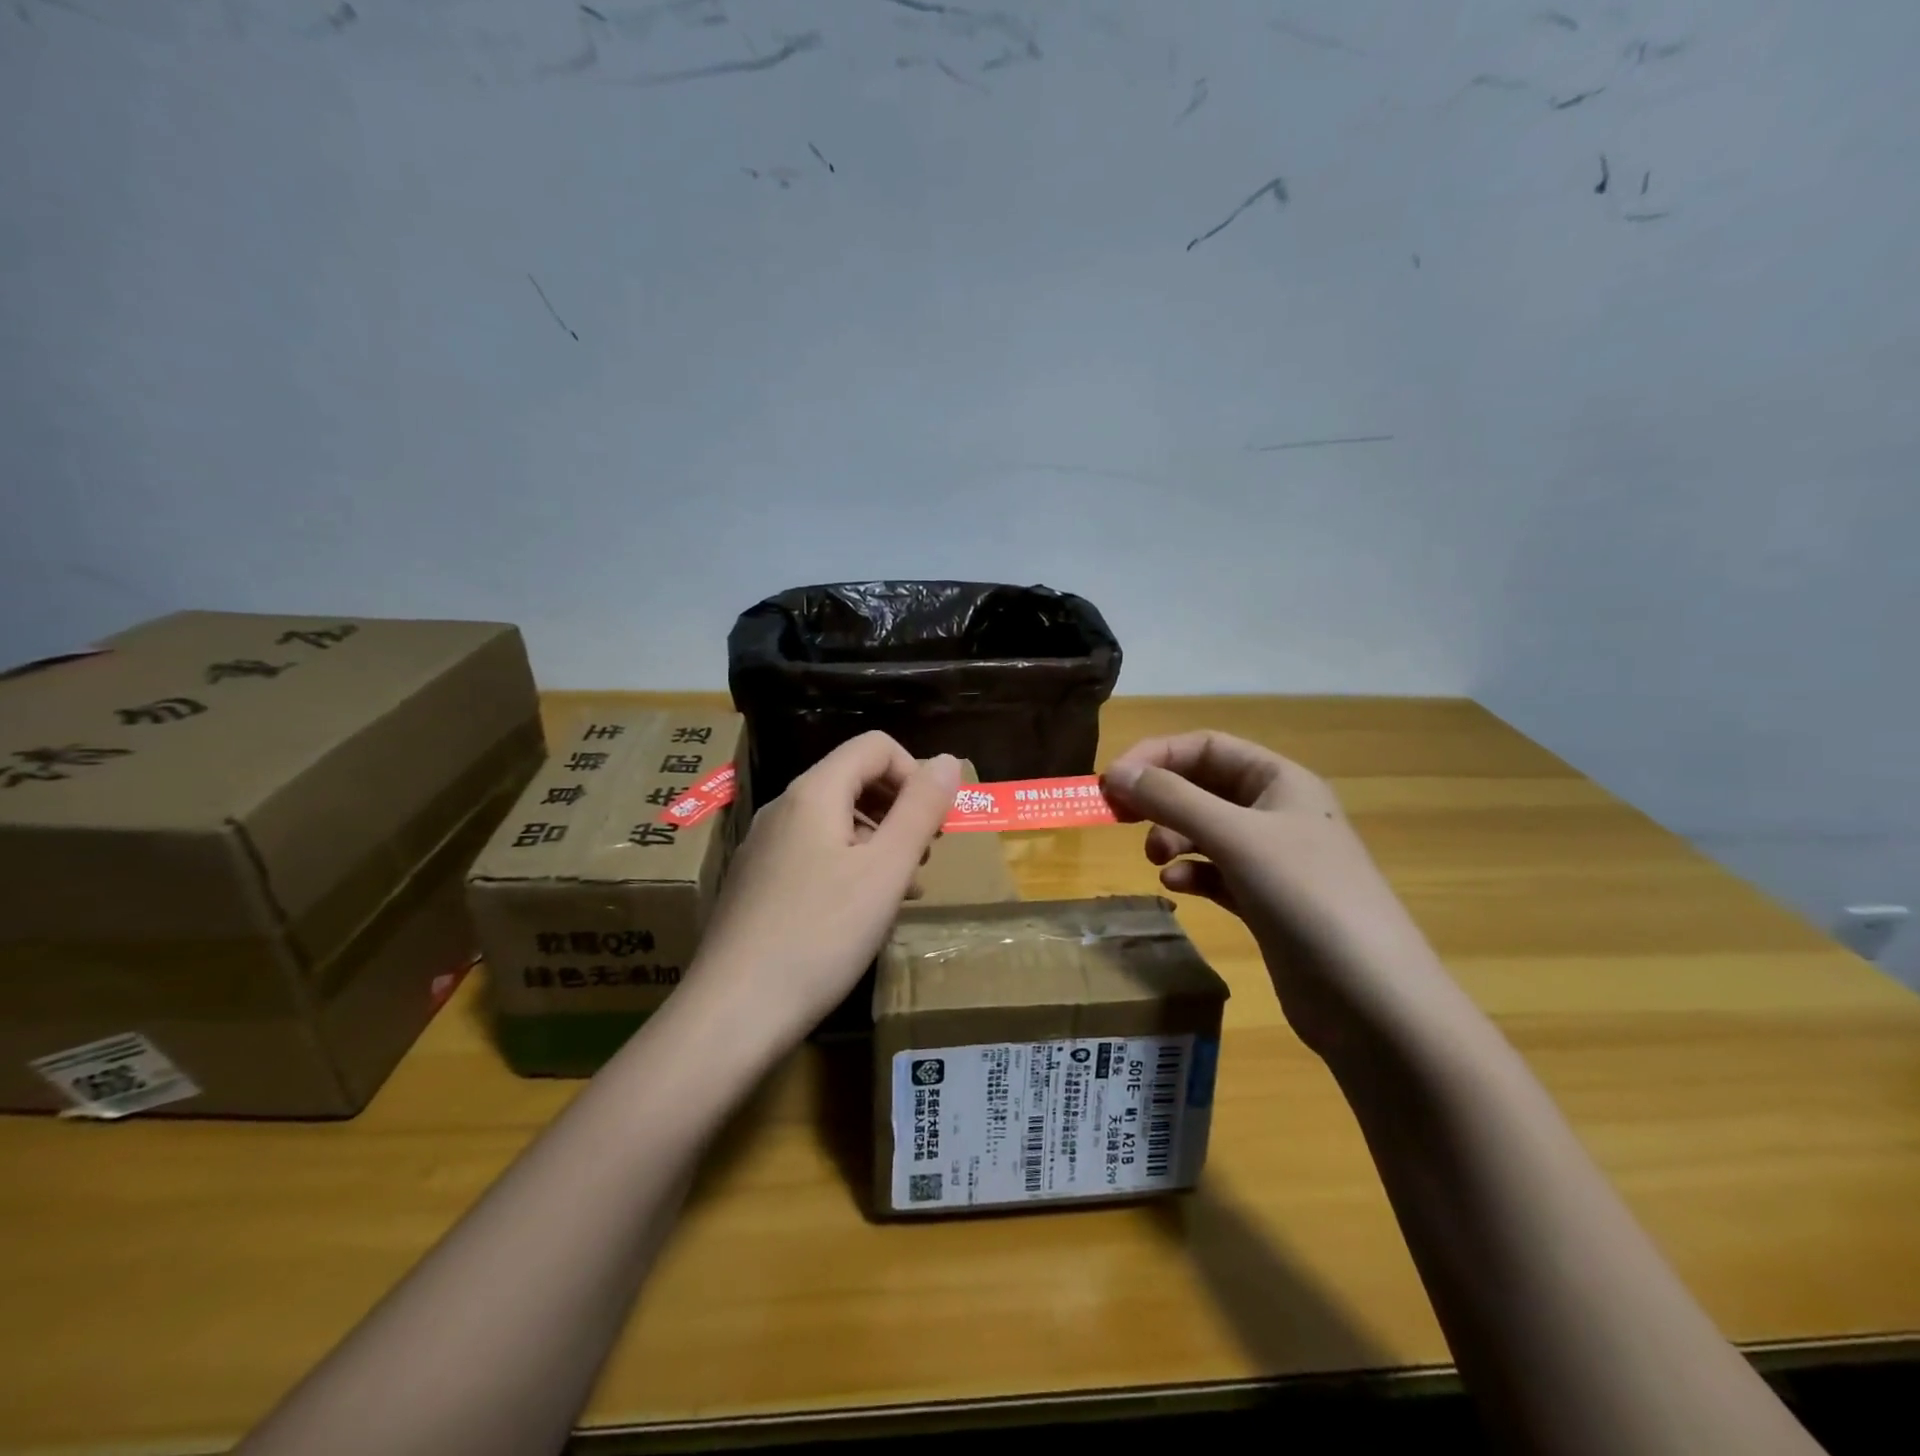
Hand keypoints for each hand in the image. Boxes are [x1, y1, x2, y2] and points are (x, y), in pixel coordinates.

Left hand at [688, 733, 961, 1049]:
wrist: (733, 1013)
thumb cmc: (820, 935)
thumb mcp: (885, 871)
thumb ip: (920, 809)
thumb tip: (947, 759)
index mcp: (814, 793)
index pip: (875, 746)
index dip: (914, 774)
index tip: (935, 823)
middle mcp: (784, 808)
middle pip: (854, 779)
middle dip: (899, 807)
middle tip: (925, 855)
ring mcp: (765, 846)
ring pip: (836, 819)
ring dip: (879, 840)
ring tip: (904, 887)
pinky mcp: (758, 882)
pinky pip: (815, 853)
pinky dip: (851, 865)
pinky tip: (865, 910)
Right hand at [1103, 731, 1448, 1055]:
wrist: (1373, 1001)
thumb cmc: (1307, 897)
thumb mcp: (1236, 837)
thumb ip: (1172, 800)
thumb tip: (1115, 774)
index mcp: (1281, 781)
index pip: (1207, 747)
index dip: (1156, 756)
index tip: (1112, 781)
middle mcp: (1277, 813)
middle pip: (1204, 787)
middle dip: (1160, 797)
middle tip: (1118, 817)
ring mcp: (1274, 860)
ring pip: (1207, 830)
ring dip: (1173, 835)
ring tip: (1155, 858)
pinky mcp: (1266, 902)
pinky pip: (1216, 872)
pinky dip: (1191, 872)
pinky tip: (1176, 886)